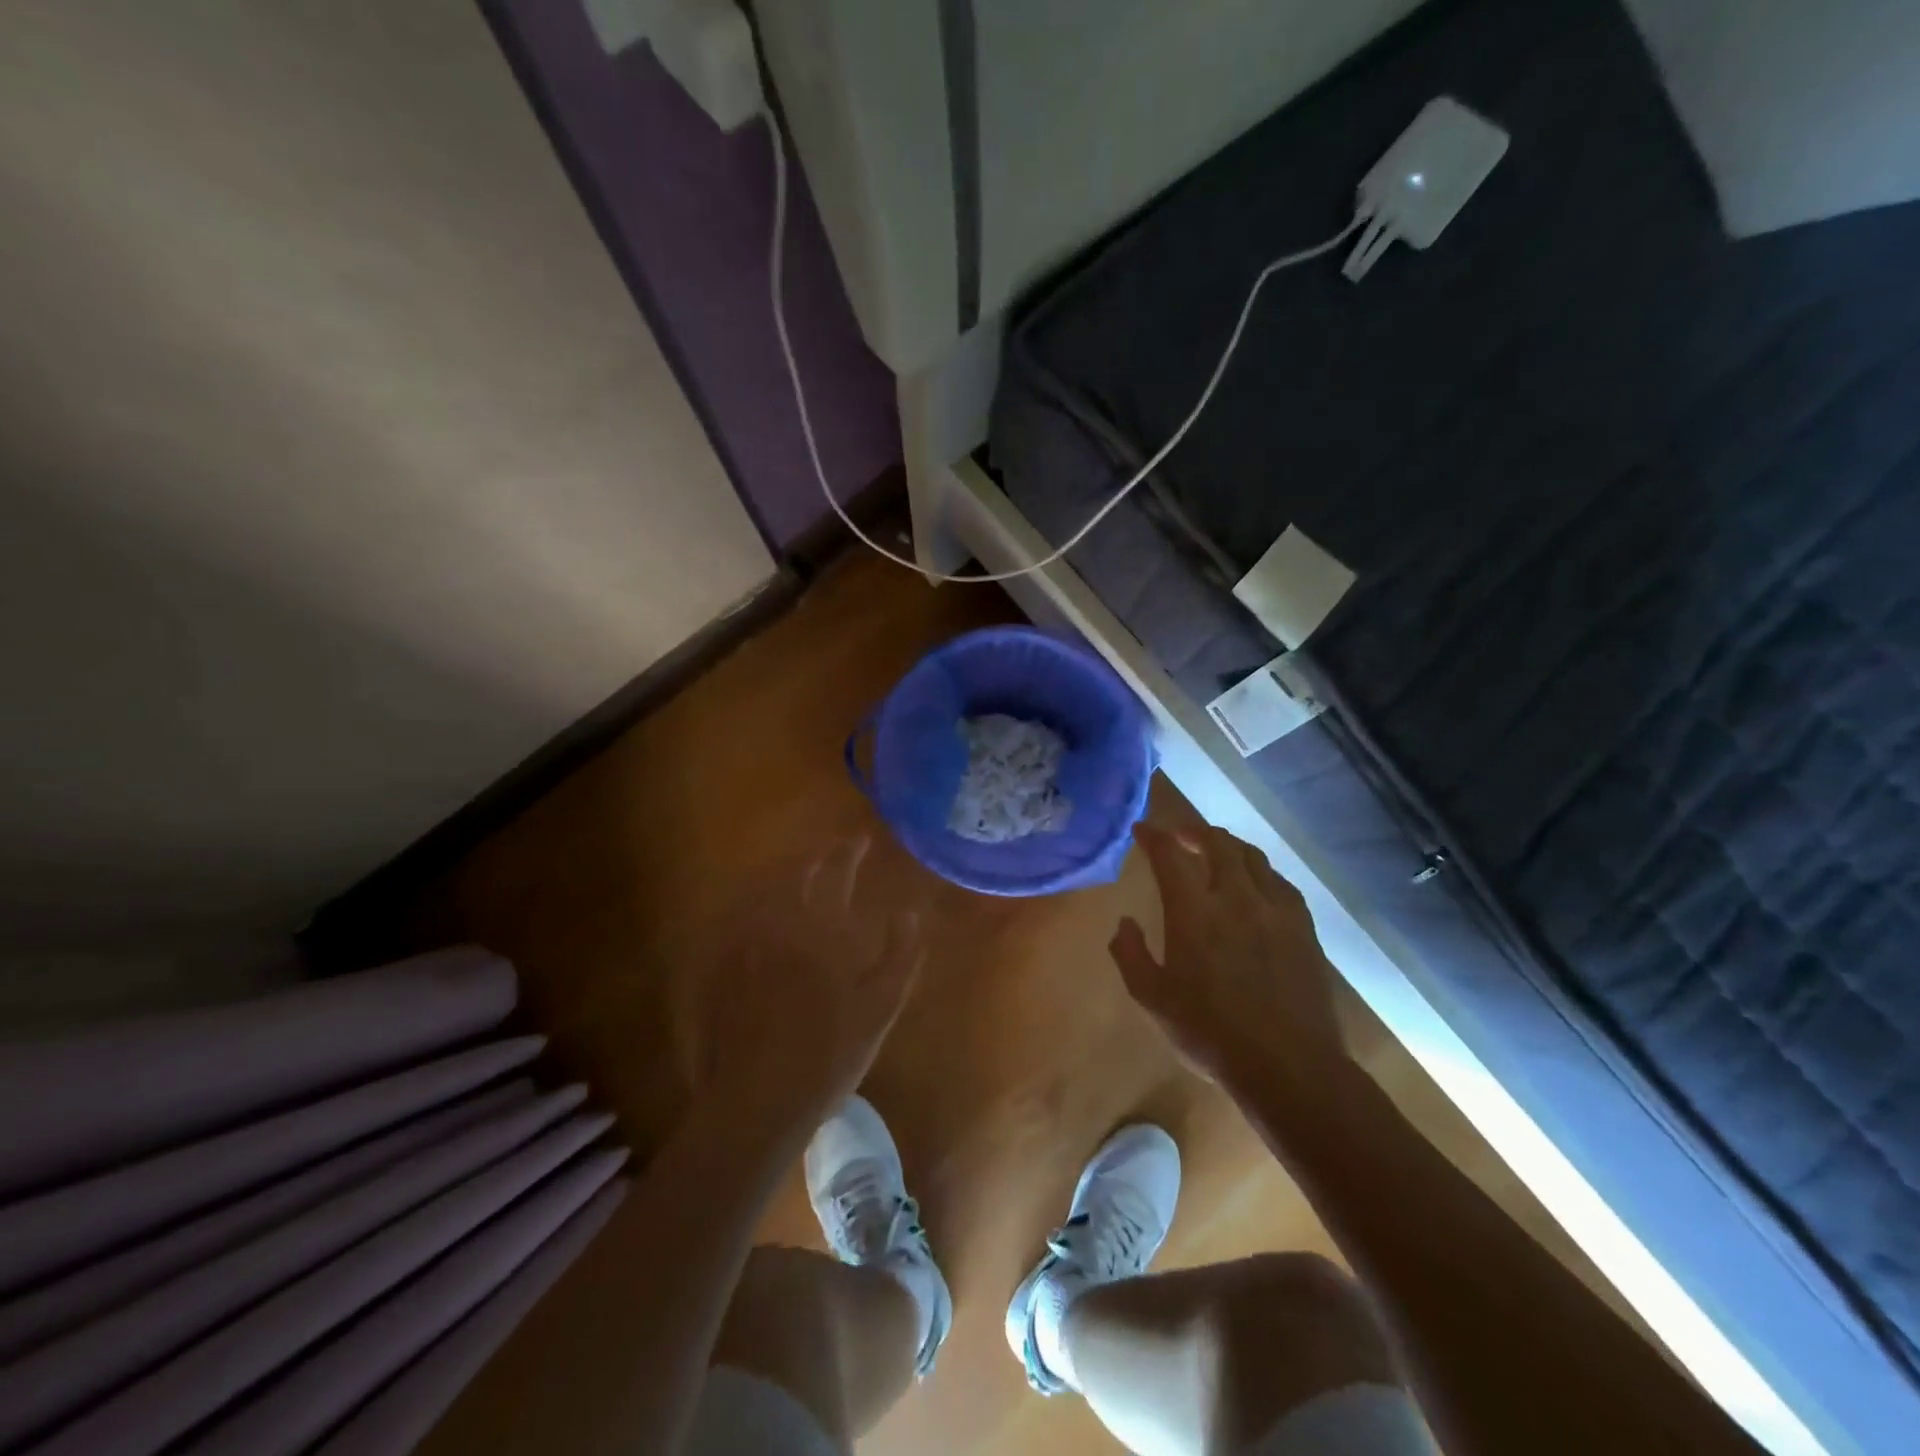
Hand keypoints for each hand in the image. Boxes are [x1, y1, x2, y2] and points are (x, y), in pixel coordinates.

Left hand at [681, 835, 923, 1138]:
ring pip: (764, 893)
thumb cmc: (829, 1054)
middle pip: (795, 875)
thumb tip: (909, 913)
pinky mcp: (721, 967)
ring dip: (786, 878)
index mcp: (819, 930)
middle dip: (816, 859)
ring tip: (802, 877)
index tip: (861, 839)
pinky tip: (763, 915)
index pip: (835, 873)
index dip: (848, 852)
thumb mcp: (880, 1007)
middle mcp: (778, 925)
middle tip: (832, 855)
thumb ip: (900, 955)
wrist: (759, 1099)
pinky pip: (740, 919)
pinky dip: (757, 906)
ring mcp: (744, 945)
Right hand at [1111, 822, 1347, 1088]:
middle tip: (1179, 835)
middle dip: (1194, 831)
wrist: (1289, 1067)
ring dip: (1228, 845)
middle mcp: (1236, 899)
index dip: (1154, 836)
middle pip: (1217, 843)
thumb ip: (1130, 955)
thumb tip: (1125, 923)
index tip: (1142, 829)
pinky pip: (1280, 882)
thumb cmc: (1210, 1034)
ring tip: (1215, 851)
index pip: (1170, 855)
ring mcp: (1275, 911)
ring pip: (1252, 856)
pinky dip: (1259, 871)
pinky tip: (1255, 884)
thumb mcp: (1152, 1000)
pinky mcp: (1302, 928)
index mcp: (1194, 913)